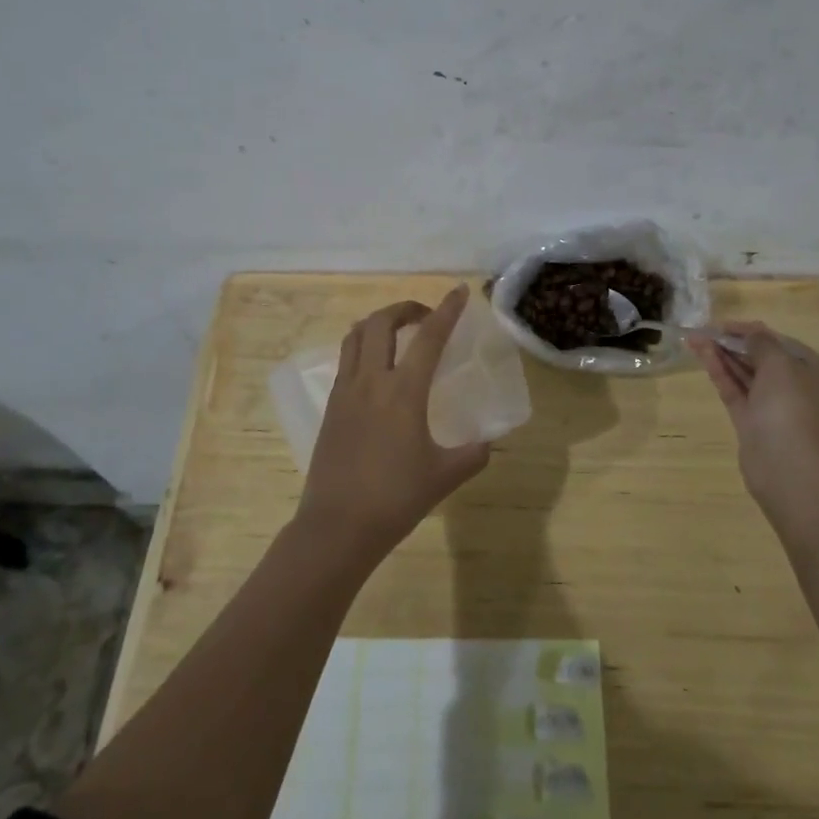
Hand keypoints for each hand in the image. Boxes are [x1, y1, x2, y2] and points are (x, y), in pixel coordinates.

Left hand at [298, 285, 492, 556]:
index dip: (447, 310)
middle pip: (382, 323)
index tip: (459, 291)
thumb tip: (487, 442)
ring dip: (379, 323)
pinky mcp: (331, 407)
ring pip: (356, 336)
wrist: (337, 527)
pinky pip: (346, 360)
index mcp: (404, 392)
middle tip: (426, 318)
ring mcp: (345, 392)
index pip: (429, 337)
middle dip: (405, 309)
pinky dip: (363, 347)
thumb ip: (473, 454)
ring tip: (398, 333)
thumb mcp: (445, 476)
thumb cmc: (396, 498)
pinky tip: (377, 369)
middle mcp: (371, 381)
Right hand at [689, 322, 818, 533]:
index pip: (783, 344)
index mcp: (815, 374)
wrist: (786, 466)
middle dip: (734, 343)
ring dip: (723, 356)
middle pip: (762, 359)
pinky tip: (703, 357)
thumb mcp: (780, 364)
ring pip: (746, 376)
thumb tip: (752, 333)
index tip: (726, 325)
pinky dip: (721, 374)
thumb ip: (762, 343)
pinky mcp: (752, 424)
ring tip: (694, 339)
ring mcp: (773, 409)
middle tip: (705, 331)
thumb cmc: (791, 407)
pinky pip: (736, 392)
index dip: (754, 331)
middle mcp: (797, 390)